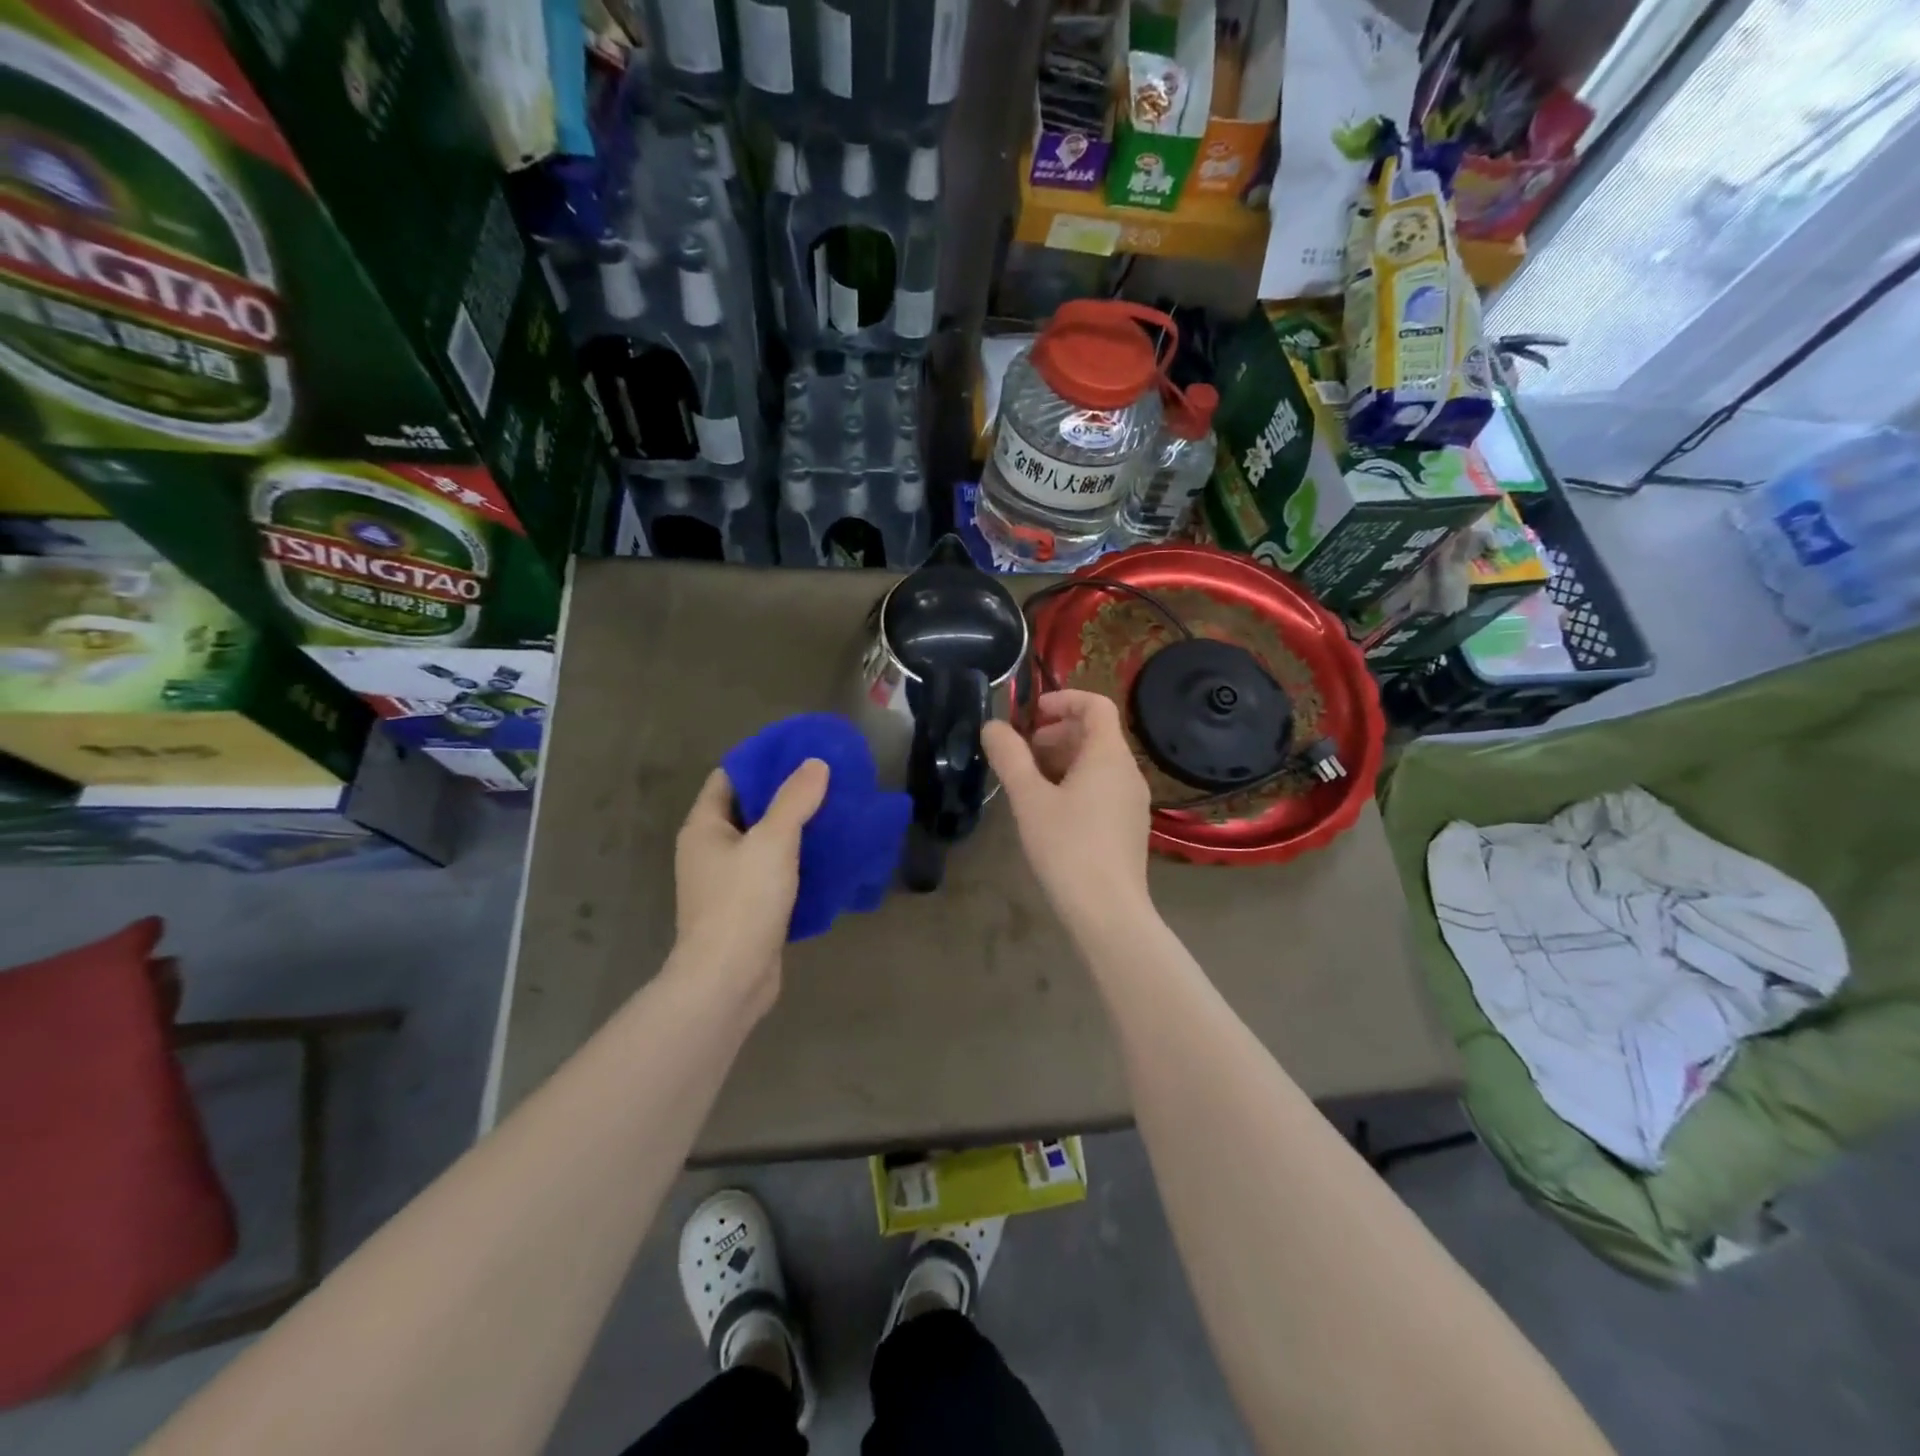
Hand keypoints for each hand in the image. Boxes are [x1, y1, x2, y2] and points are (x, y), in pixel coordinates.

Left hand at [672, 759, 829, 1001]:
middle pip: (750, 810)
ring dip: (796, 830)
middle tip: (826, 781)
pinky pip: (775, 874)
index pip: (729, 778)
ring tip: (835, 813)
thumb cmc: (742, 902)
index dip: (761, 762)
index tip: (799, 752)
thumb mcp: (772, 842)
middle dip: (785, 795)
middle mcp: (711, 851)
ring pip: (765, 844)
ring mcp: (728, 883)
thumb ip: (794, 800)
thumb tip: (815, 764)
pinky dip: (799, 863)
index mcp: (704, 828)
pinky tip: (830, 856)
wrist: (729, 980)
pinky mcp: (748, 909)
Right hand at [982, 690, 1152, 932]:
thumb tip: (992, 726)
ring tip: (1030, 782)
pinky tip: (1051, 811)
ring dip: (1063, 760)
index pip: (1097, 705)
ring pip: (1098, 763)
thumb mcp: (1029, 799)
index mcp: (1109, 756)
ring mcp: (1132, 801)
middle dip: (1057, 733)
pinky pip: (1103, 788)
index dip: (1064, 699)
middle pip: (1096, 734)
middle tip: (1023, 752)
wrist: (1108, 911)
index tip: (1033, 714)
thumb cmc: (1067, 847)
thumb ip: (1010, 757)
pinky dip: (1076, 783)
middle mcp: (1128, 772)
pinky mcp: (1128, 826)